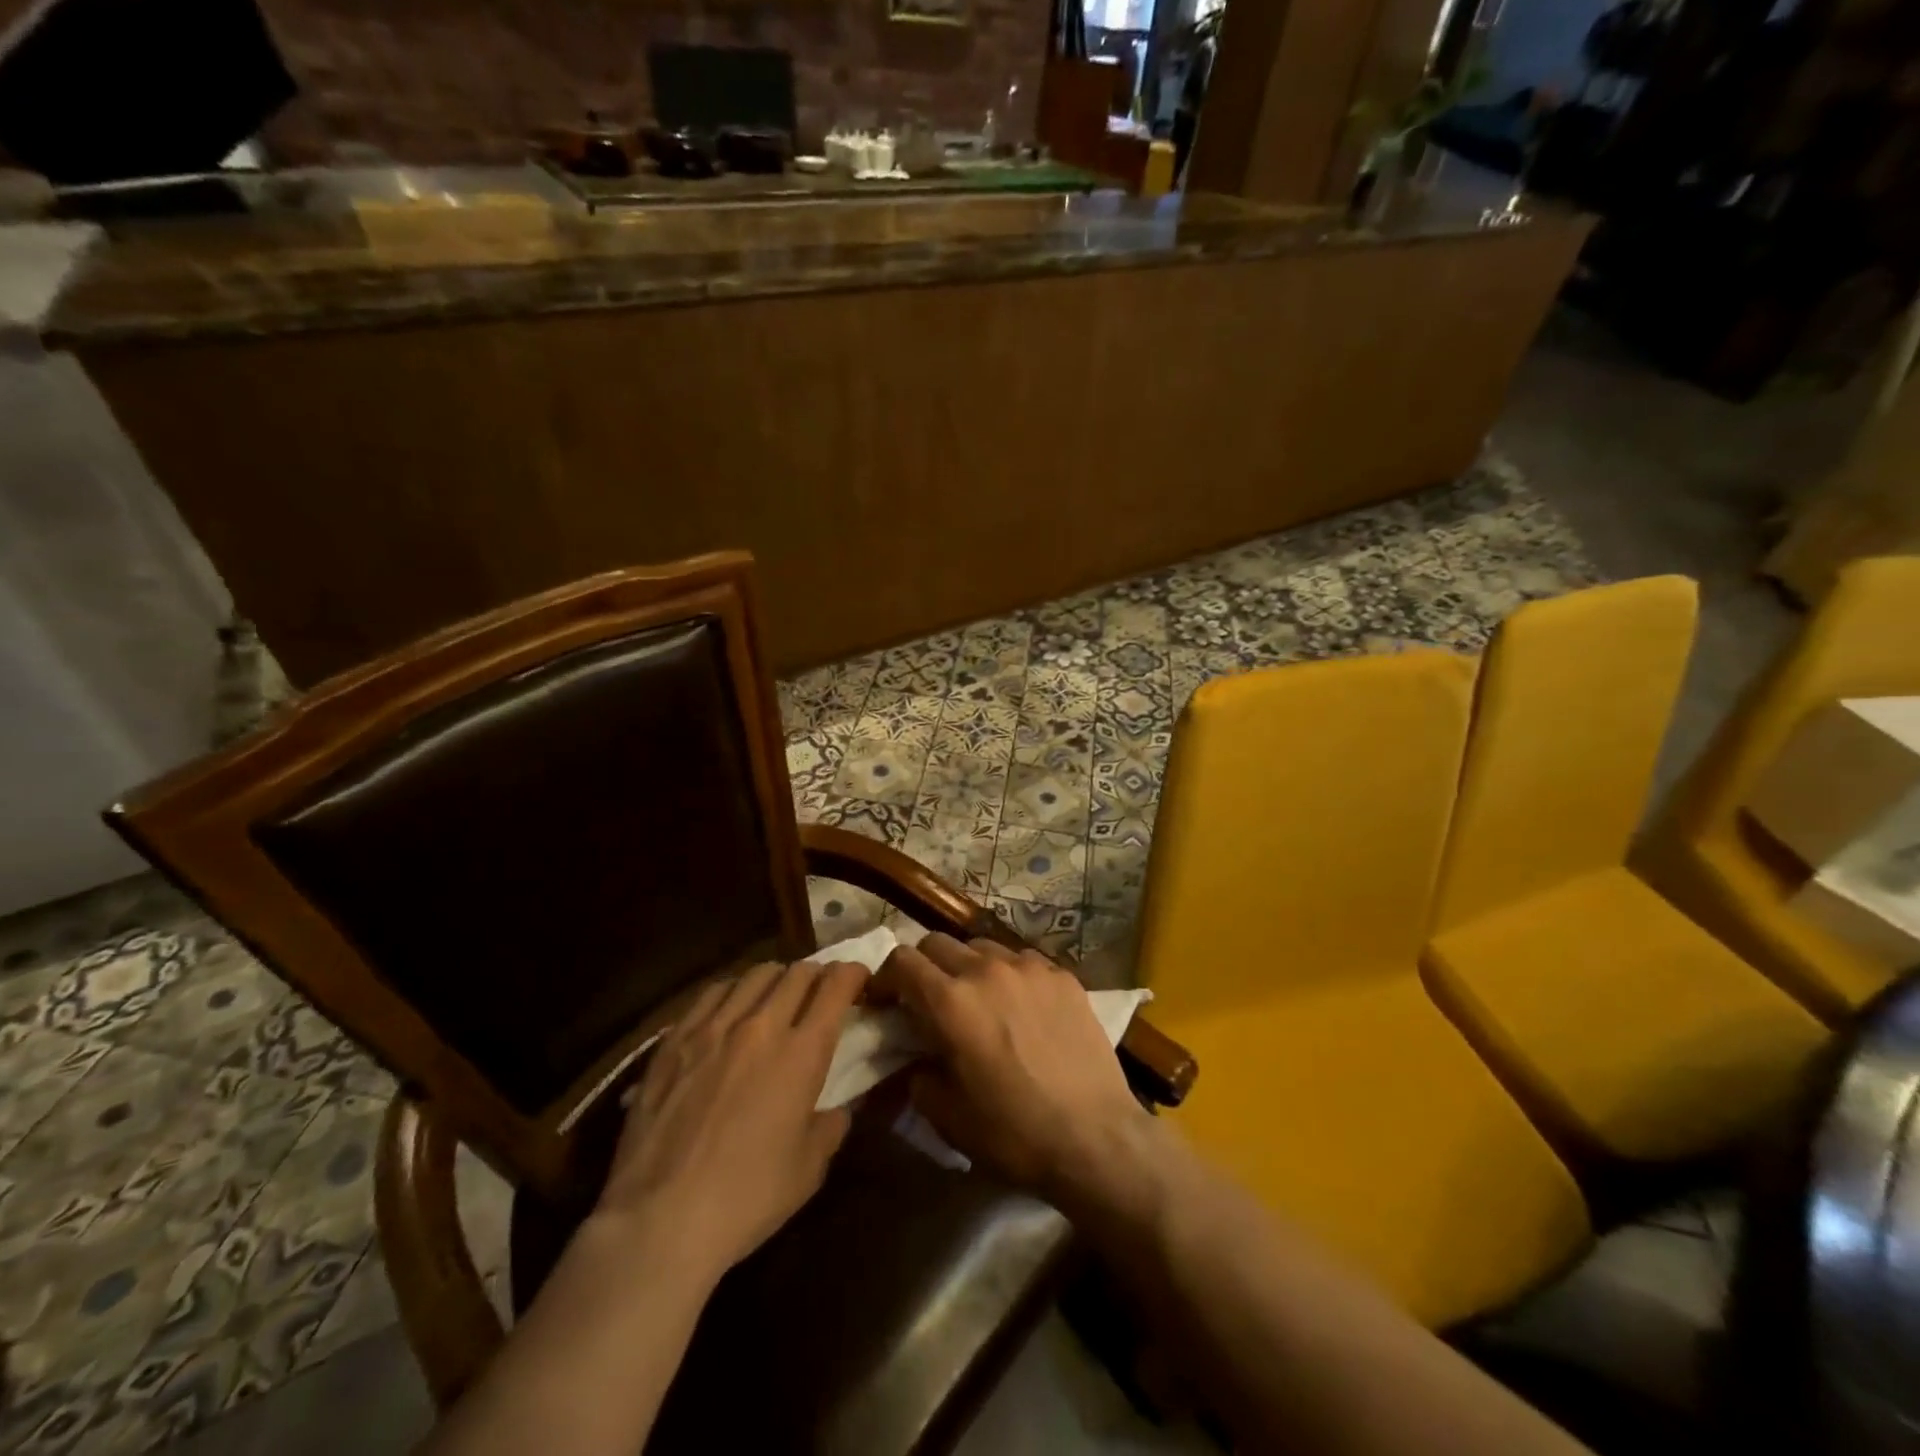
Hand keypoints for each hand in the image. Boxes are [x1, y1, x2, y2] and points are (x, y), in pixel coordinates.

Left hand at [596, 960, 868, 1281]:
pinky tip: (732, 1009)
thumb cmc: (746, 1198)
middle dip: (818, 974)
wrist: (659, 1221)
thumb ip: (831, 1126)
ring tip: (777, 997)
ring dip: (777, 979)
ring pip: (756, 974)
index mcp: (802, 1054)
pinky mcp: (675, 1039)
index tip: (859, 979)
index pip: (835, 987)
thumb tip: (837, 1109)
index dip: (853, 973)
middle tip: (821, 992)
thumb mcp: (810, 1169)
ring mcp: (713, 1028)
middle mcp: (761, 1026)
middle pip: (798, 972)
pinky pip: (712, 992)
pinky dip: (734, 990)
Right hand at [871, 934, 1152, 1209]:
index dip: (886, 978)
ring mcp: (1029, 967)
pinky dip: (1009, 975)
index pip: (902, 960)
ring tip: (978, 1000)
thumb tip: (915, 1057)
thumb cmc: (1014, 1133)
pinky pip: (1023, 960)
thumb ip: (918, 1076)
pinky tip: (1021, 1008)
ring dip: (967, 967)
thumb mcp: (947, 1116)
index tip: (886, 1002)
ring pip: (981, 946)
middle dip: (923, 967)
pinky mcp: (1063, 975)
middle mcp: (987, 970)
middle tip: (929, 1001)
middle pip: (938, 943)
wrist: (1095, 1138)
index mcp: (951, 1002)